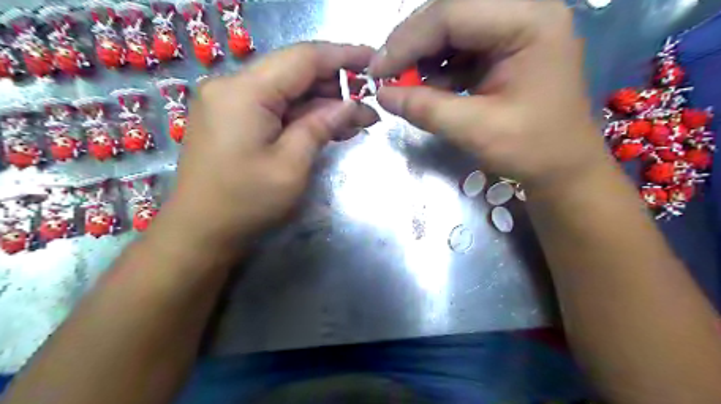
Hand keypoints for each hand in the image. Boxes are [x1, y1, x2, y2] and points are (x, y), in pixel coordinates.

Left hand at [158, 43, 378, 246]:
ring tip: (357, 119)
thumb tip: (350, 105)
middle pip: (294, 72)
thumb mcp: (291, 166)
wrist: (201, 231)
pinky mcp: (232, 118)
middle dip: (335, 85)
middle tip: (369, 103)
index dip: (342, 57)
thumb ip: (320, 127)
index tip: (373, 60)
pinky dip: (303, 115)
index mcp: (244, 92)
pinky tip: (330, 125)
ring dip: (322, 103)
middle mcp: (232, 86)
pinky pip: (274, 106)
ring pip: (286, 90)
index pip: (302, 58)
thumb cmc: (246, 203)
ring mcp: (229, 101)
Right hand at [369, 0, 609, 190]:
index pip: (452, 14)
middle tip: (386, 76)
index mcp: (529, 22)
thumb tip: (382, 95)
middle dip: (412, 45)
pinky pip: (461, 47)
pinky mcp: (505, 47)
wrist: (563, 166)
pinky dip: (438, 67)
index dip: (407, 41)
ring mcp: (516, 28)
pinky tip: (428, 88)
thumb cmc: (531, 149)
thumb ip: (426, 108)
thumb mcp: (476, 130)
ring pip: (452, 28)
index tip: (377, 73)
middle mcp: (525, 12)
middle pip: (451, 12)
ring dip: (423, 56)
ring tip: (405, 85)